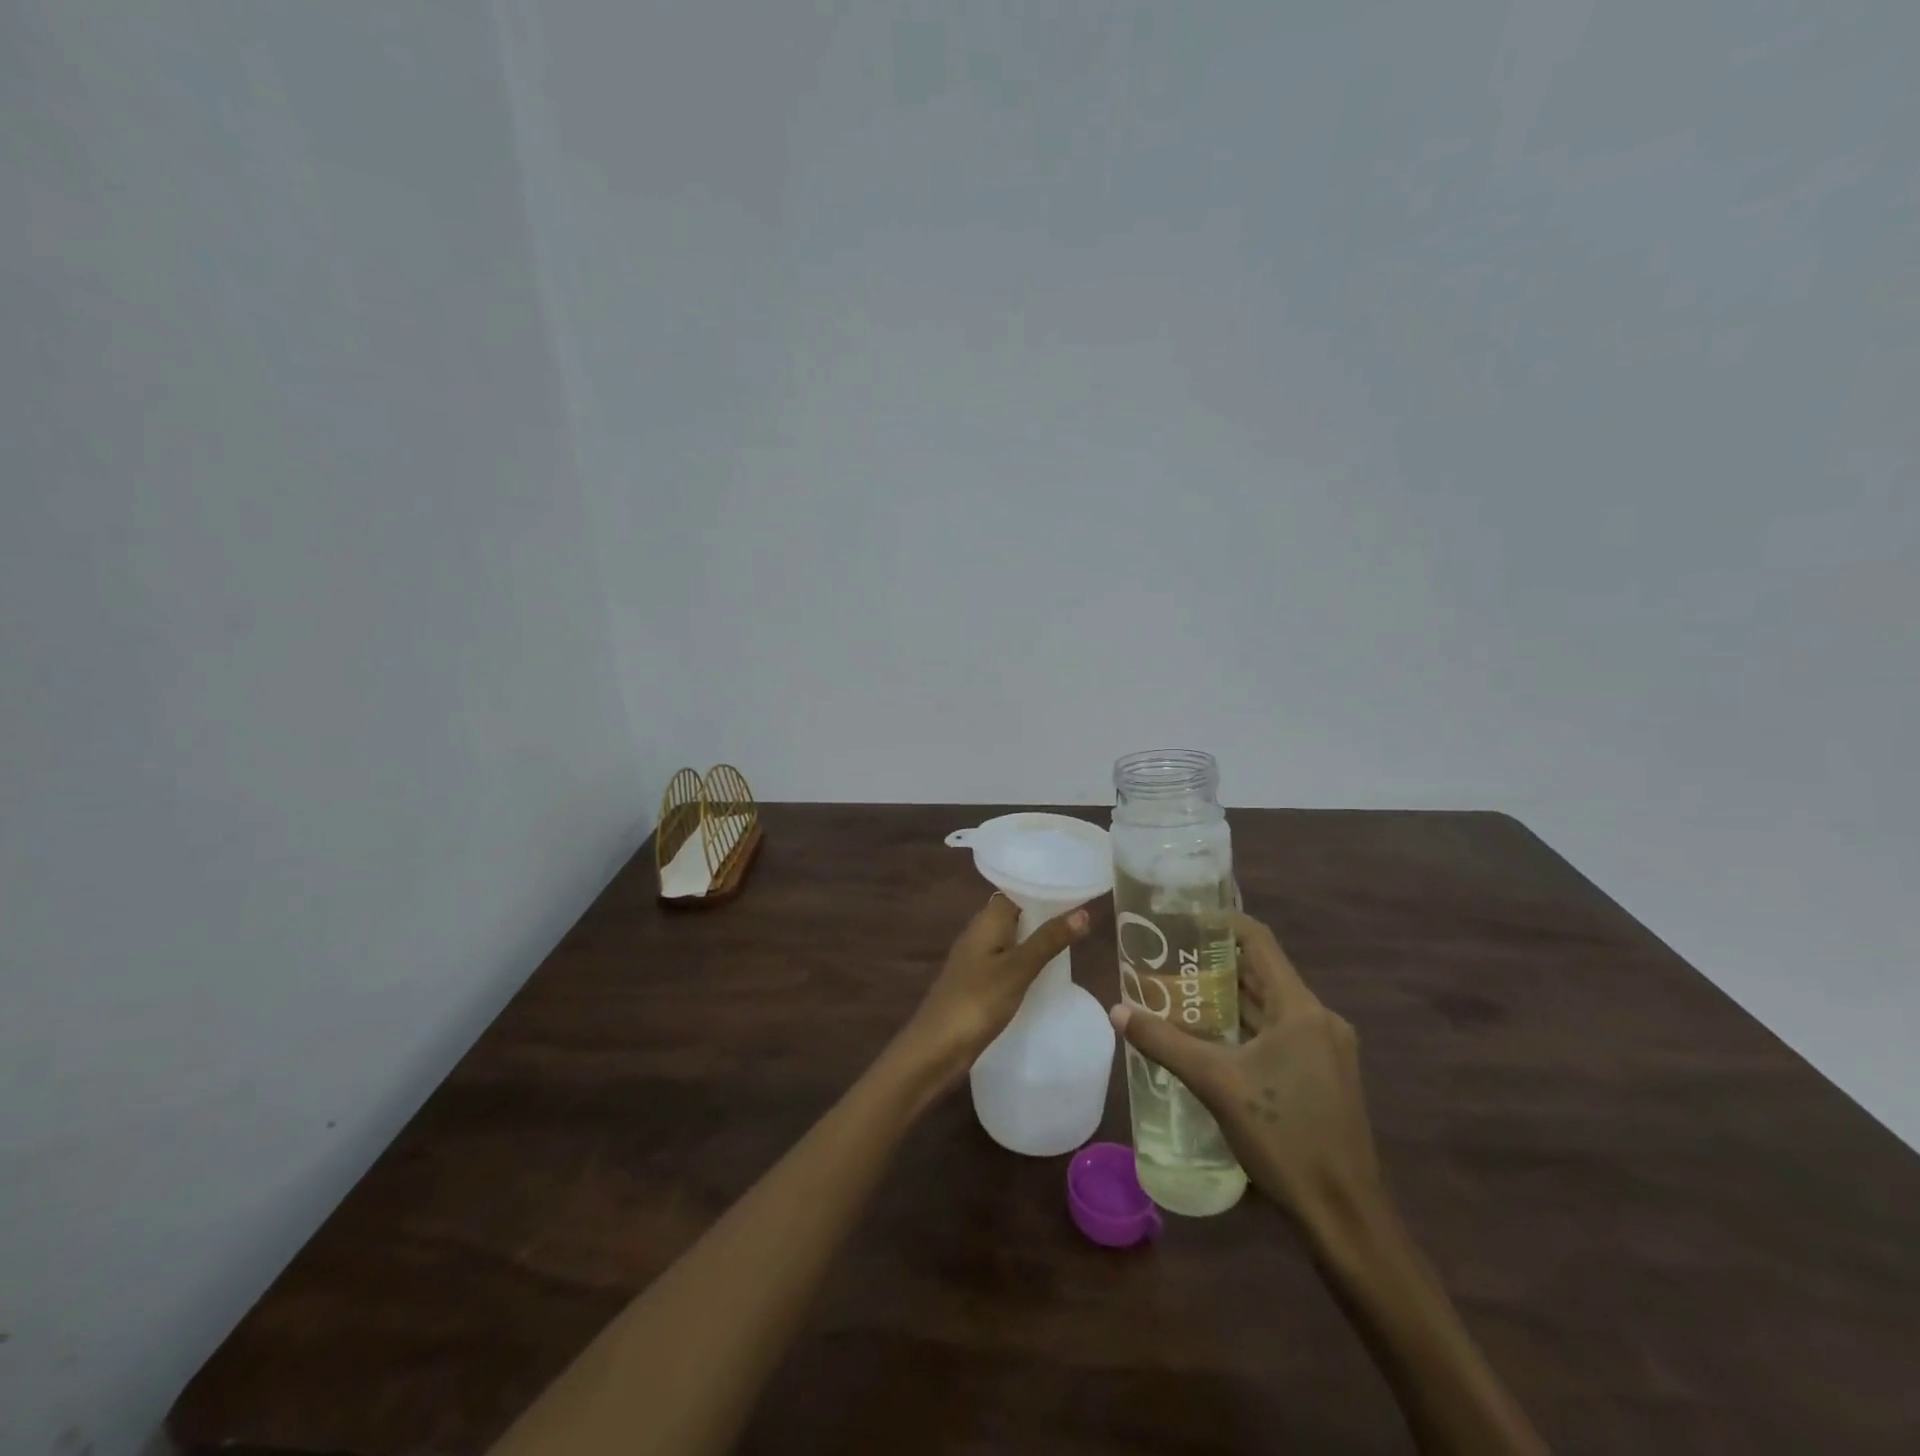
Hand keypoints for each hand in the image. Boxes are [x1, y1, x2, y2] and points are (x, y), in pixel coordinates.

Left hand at [893, 893, 1093, 1088]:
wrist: (936, 1048)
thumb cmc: (977, 1001)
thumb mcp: (1018, 969)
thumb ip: (1049, 940)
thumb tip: (1083, 911)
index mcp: (987, 920)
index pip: (1018, 890)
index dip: (1045, 889)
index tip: (1077, 889)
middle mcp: (980, 932)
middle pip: (1018, 914)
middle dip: (1047, 914)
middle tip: (1086, 916)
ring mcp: (978, 958)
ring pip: (1014, 938)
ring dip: (1039, 939)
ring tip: (1076, 941)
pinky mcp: (979, 981)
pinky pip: (1008, 960)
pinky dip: (1028, 961)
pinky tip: (1048, 973)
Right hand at [1110, 911, 1383, 1227]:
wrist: (1344, 1216)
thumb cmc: (1284, 1137)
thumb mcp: (1216, 1083)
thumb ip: (1165, 1042)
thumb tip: (1117, 1011)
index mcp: (1301, 1009)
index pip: (1259, 941)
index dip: (1221, 921)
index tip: (1182, 916)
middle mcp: (1318, 1019)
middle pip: (1262, 972)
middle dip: (1215, 962)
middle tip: (1168, 955)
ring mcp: (1325, 1049)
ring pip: (1269, 1006)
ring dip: (1228, 997)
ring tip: (1179, 989)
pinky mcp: (1324, 1075)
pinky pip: (1278, 1033)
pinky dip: (1244, 1026)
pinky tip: (1209, 1036)